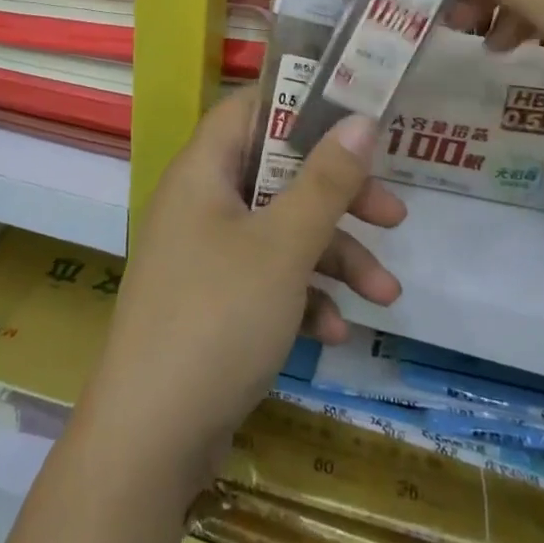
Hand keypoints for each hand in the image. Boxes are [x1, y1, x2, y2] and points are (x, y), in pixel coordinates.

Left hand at [75, 90, 404, 505]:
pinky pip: (265, 280)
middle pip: (276, 176)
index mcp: (202, 172)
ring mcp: (204, 256)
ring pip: (279, 233)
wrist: (150, 436)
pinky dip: (301, 297)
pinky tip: (335, 333)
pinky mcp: (212, 304)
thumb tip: (360, 120)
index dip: (299, 106)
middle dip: (337, 198)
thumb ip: (325, 181)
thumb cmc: (218, 317)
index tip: (355, 120)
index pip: (248, 111)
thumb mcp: (282, 246)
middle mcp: (199, 204)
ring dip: (332, 258)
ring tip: (385, 295)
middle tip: (393, 216)